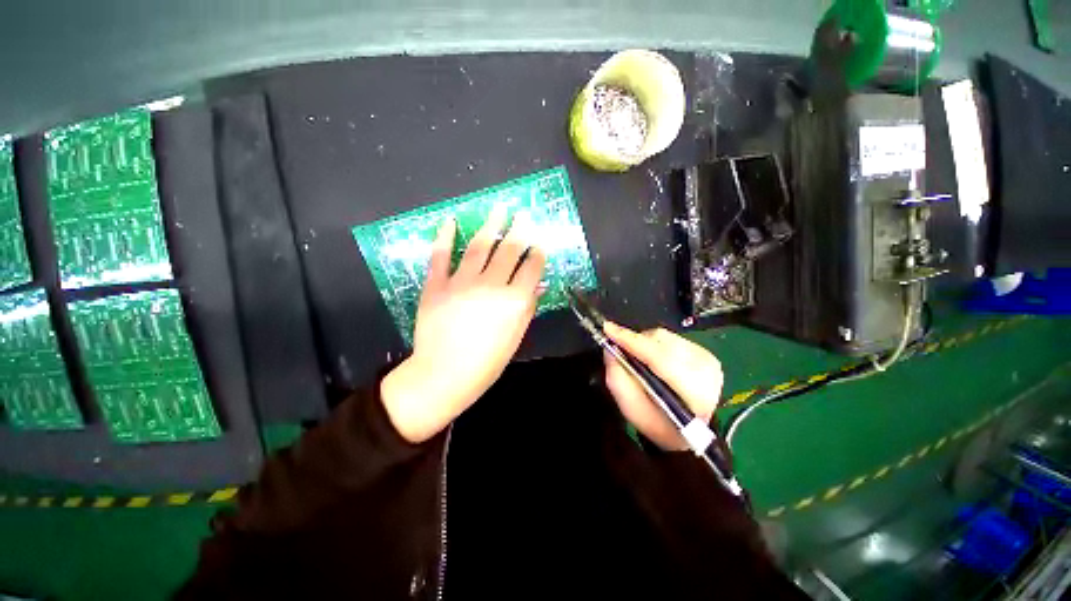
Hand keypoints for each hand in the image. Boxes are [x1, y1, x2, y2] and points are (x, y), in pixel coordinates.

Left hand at [381, 206, 545, 442]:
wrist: (443, 375)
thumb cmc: (486, 363)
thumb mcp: (515, 337)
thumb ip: (527, 308)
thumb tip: (538, 285)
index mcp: (514, 300)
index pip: (532, 268)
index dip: (538, 254)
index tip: (540, 244)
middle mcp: (491, 284)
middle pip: (509, 251)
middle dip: (520, 231)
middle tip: (524, 215)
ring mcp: (461, 282)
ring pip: (480, 246)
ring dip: (491, 225)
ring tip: (499, 208)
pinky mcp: (436, 284)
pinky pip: (440, 256)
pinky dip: (444, 237)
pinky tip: (450, 221)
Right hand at [602, 322, 722, 450]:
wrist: (689, 430)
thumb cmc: (658, 423)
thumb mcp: (631, 408)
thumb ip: (617, 378)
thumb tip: (610, 348)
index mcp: (693, 392)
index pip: (658, 358)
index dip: (631, 341)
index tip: (608, 328)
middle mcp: (705, 371)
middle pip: (660, 342)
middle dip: (635, 342)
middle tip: (618, 347)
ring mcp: (708, 360)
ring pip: (664, 337)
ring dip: (644, 343)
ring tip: (637, 357)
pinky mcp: (706, 353)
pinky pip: (671, 338)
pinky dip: (655, 344)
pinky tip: (652, 358)